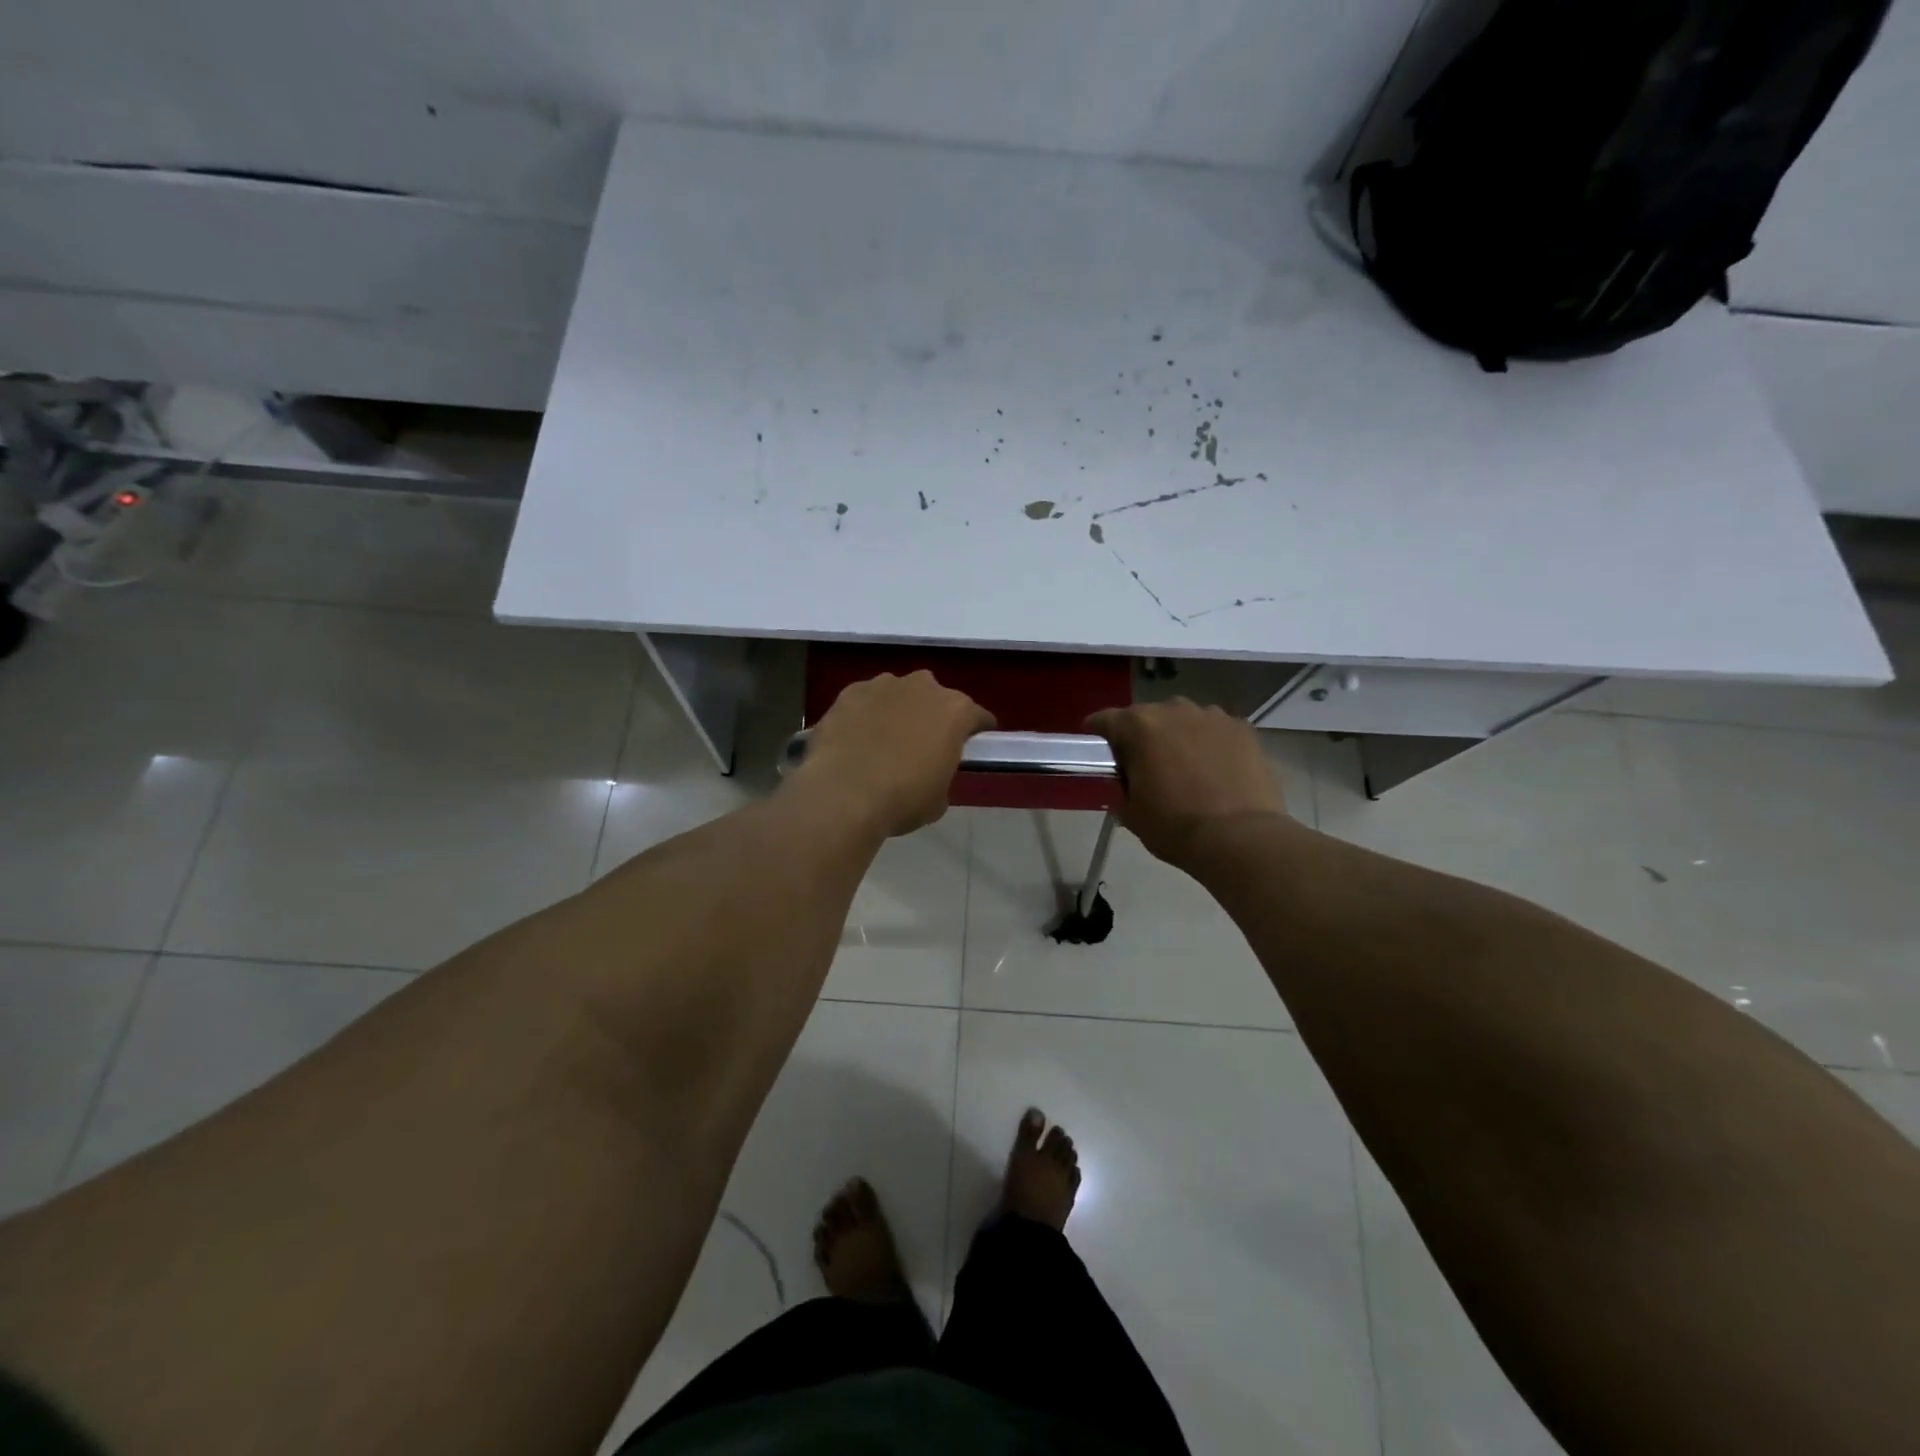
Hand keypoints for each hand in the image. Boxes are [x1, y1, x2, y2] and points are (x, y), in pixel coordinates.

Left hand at [791, 672, 994, 837]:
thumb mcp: (939, 798)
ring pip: (898, 694)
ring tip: (883, 742)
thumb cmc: (903, 799)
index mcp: (955, 711)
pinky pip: (865, 701)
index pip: (977, 716)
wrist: (844, 793)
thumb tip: (930, 771)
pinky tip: (855, 739)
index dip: (975, 731)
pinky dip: (865, 715)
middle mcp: (923, 687)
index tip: (972, 744)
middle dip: (932, 717)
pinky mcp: (850, 692)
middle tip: (922, 745)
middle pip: (935, 698)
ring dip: (897, 711)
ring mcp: (884, 684)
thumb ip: (942, 774)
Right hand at [1086, 699, 1287, 866]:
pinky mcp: (1243, 729)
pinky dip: (1210, 743)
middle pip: (1147, 716)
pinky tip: (1215, 768)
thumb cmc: (1175, 826)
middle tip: (1144, 765)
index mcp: (1139, 726)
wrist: (1239, 838)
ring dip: (1178, 736)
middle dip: (1141, 736)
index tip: (1098, 750)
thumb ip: (1122, 787)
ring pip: (1184, 720)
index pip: (1105, 720)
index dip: (1097, 734)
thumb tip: (1128, 782)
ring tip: (1184, 766)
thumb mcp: (1131, 812)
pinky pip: (1216, 730)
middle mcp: (1174, 710)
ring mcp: (1213, 716)